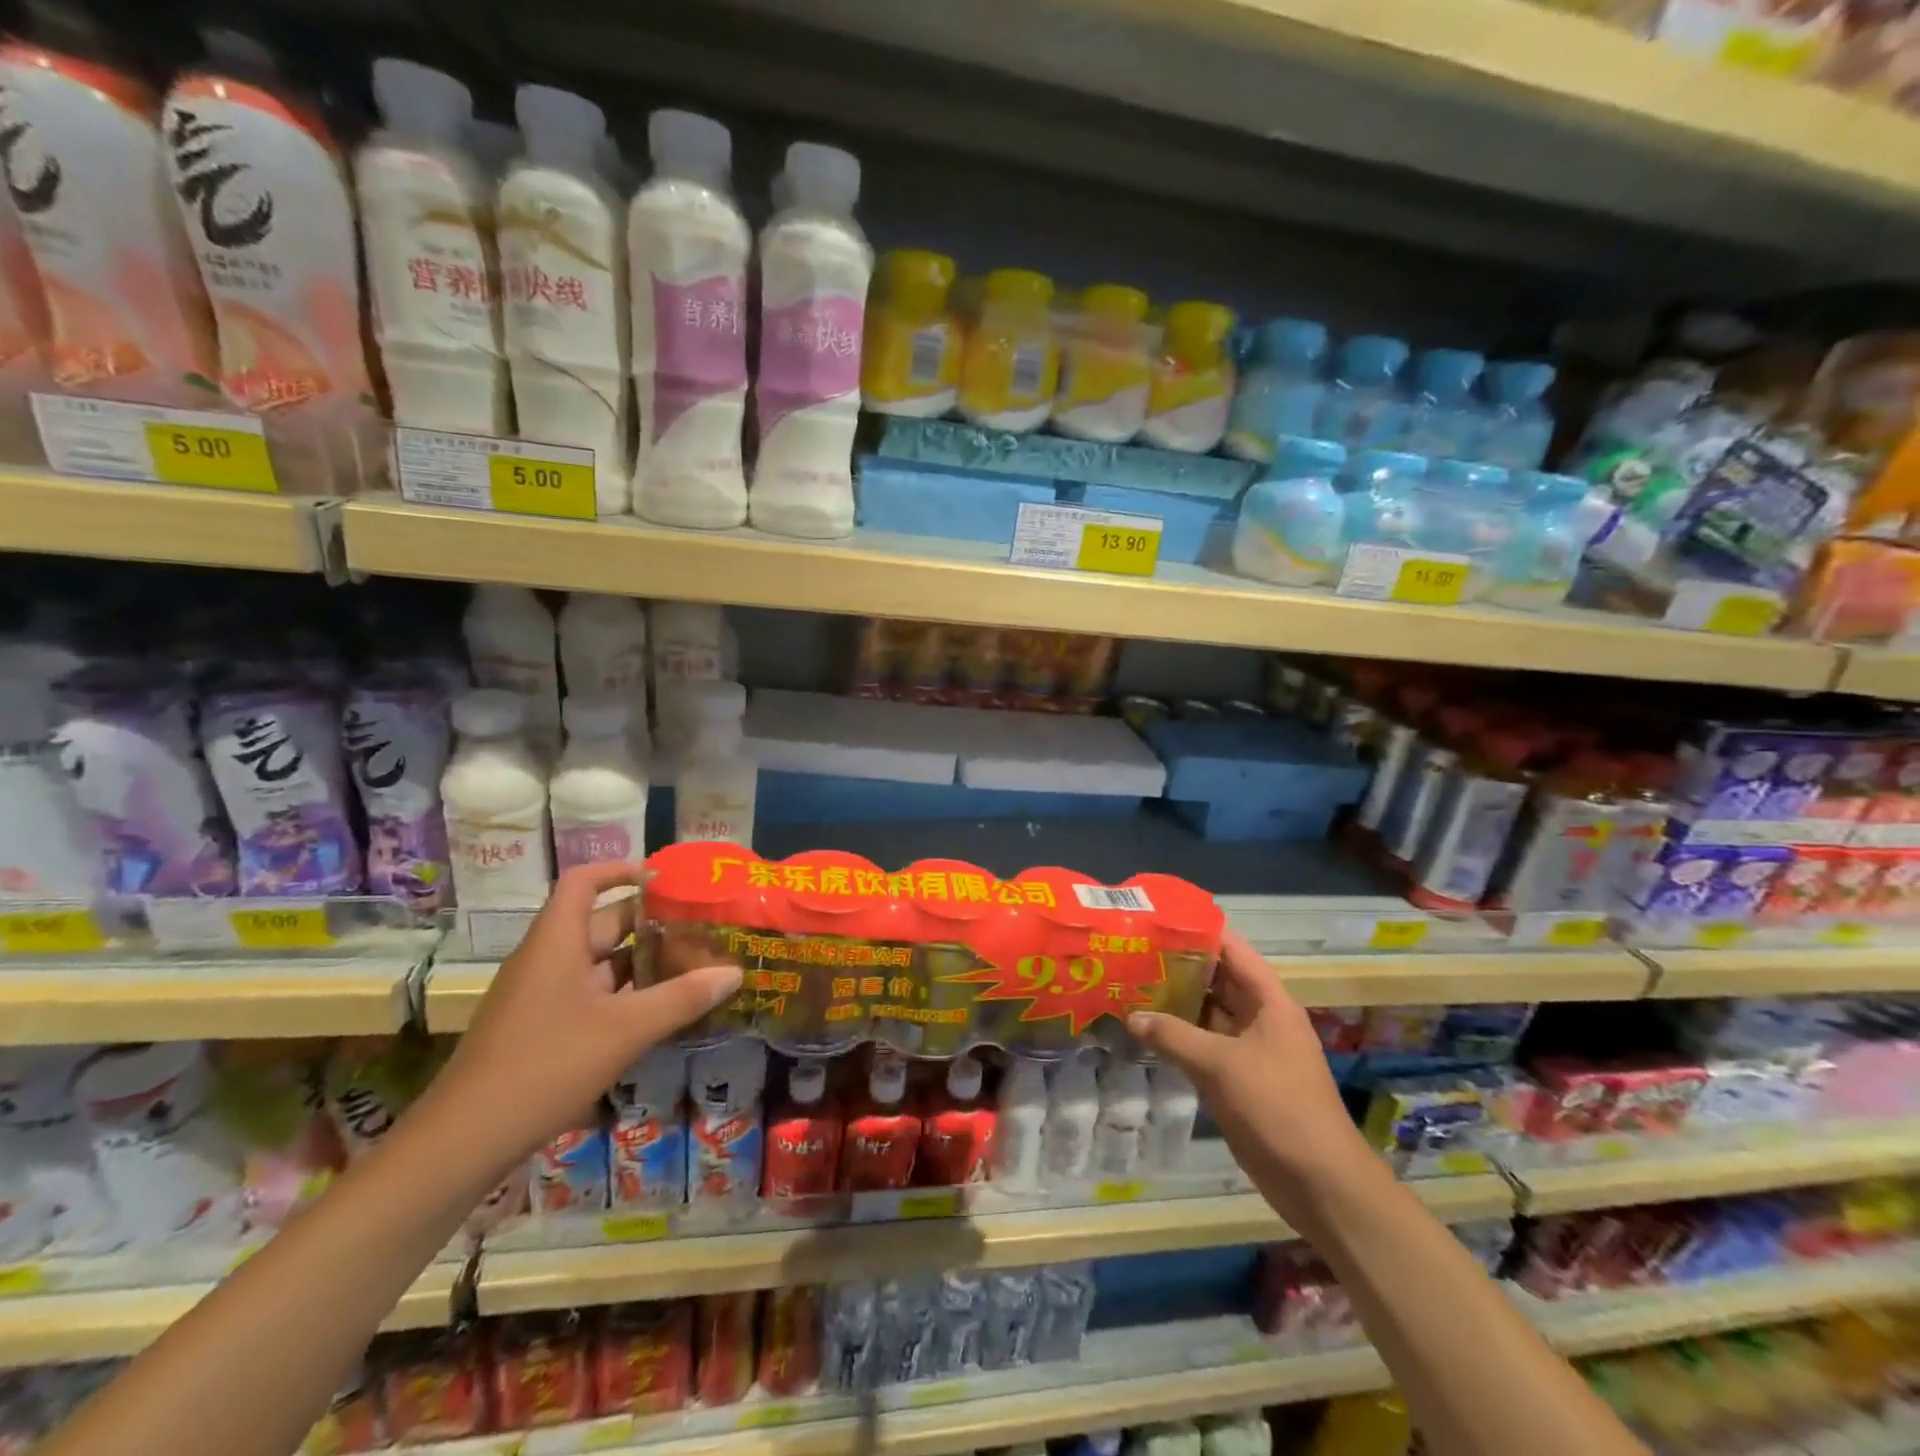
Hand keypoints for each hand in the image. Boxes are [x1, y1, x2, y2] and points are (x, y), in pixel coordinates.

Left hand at [432, 862, 741, 1169]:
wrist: (463, 1142)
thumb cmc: (545, 1066)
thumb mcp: (625, 1030)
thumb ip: (682, 998)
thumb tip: (734, 972)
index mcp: (557, 941)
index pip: (583, 881)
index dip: (621, 870)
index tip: (665, 879)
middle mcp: (546, 959)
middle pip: (600, 922)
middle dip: (650, 922)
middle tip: (699, 927)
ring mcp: (539, 995)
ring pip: (597, 962)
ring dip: (641, 961)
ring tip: (691, 965)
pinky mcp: (539, 1027)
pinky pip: (588, 993)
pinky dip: (624, 993)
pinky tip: (656, 1011)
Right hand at [1129, 930, 1364, 1218]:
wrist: (1320, 1183)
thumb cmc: (1277, 1108)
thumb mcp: (1220, 1065)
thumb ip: (1173, 1036)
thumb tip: (1131, 1016)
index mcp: (1270, 1002)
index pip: (1234, 951)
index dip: (1201, 932)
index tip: (1161, 919)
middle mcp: (1262, 1019)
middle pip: (1219, 981)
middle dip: (1181, 967)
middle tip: (1135, 953)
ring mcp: (1251, 1051)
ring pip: (1210, 1015)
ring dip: (1177, 1004)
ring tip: (1132, 985)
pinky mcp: (1241, 1081)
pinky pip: (1206, 1048)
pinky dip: (1180, 1038)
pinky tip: (1148, 1032)